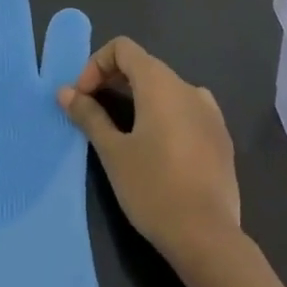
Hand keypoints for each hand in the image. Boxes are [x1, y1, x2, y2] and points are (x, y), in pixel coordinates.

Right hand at [58, 37, 240, 267]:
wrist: (208, 237)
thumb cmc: (153, 188)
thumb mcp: (113, 152)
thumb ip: (89, 116)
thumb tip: (65, 92)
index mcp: (160, 83)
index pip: (123, 48)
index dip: (96, 65)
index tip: (83, 97)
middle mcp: (187, 87)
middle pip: (144, 65)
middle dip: (114, 81)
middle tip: (93, 113)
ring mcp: (210, 112)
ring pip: (166, 89)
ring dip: (139, 99)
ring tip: (123, 132)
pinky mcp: (221, 137)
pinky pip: (186, 111)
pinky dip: (164, 116)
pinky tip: (158, 149)